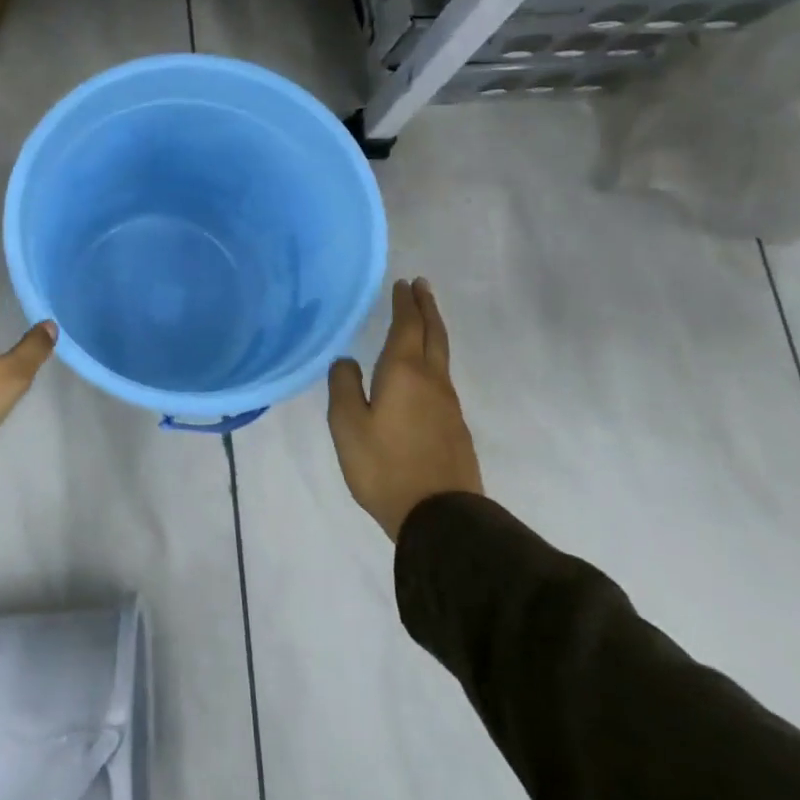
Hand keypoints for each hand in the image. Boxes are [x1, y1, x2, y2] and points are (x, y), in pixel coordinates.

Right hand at [327, 278, 482, 539]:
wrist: (441, 516)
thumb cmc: (384, 466)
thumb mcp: (347, 426)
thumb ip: (344, 386)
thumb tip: (347, 361)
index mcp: (404, 373)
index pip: (407, 326)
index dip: (404, 303)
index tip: (404, 283)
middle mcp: (432, 381)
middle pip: (433, 334)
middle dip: (426, 308)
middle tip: (421, 286)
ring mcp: (448, 405)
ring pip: (441, 356)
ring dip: (432, 331)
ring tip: (423, 320)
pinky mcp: (455, 427)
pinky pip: (442, 379)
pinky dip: (433, 359)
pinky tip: (423, 371)